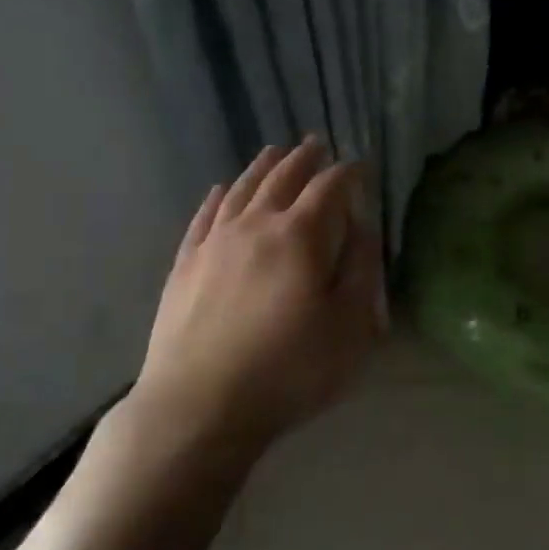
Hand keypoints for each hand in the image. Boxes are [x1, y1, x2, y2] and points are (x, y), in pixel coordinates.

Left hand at [130, 139, 385, 449]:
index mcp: (301, 236)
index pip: (329, 188)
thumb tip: (362, 226)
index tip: (360, 166)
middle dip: (305, 159)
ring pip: (242, 189)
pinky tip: (222, 189)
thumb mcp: (350, 327)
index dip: (348, 173)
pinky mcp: (185, 264)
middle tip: (317, 144)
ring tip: (276, 152)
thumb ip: (362, 269)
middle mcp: (256, 225)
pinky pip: (205, 216)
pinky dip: (218, 197)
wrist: (199, 405)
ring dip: (263, 167)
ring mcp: (215, 242)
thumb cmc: (289, 370)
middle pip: (283, 178)